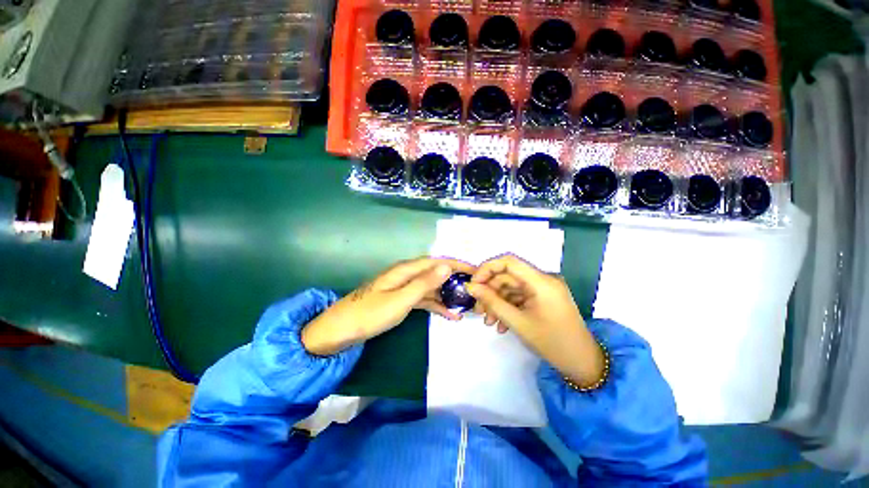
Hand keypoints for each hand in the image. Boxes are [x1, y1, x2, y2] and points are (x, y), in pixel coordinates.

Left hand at [302, 257, 474, 355]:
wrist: (340, 330)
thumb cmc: (370, 314)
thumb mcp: (400, 300)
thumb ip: (424, 283)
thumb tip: (447, 266)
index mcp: (406, 270)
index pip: (438, 262)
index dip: (457, 264)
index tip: (476, 271)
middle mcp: (407, 274)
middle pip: (436, 273)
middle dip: (455, 280)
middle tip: (475, 290)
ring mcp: (404, 287)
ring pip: (431, 287)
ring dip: (448, 295)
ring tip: (467, 305)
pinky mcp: (401, 299)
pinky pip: (423, 299)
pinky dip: (436, 306)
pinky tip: (449, 315)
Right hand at [466, 254, 604, 386]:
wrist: (583, 363)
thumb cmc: (552, 343)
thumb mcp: (517, 322)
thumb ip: (492, 302)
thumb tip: (470, 287)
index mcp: (541, 281)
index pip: (509, 262)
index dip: (487, 269)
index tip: (473, 284)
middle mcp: (543, 280)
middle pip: (508, 276)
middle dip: (490, 291)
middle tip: (478, 309)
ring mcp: (543, 290)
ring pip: (511, 288)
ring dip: (497, 302)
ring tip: (488, 321)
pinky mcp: (543, 298)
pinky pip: (520, 297)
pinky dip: (508, 307)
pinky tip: (501, 324)